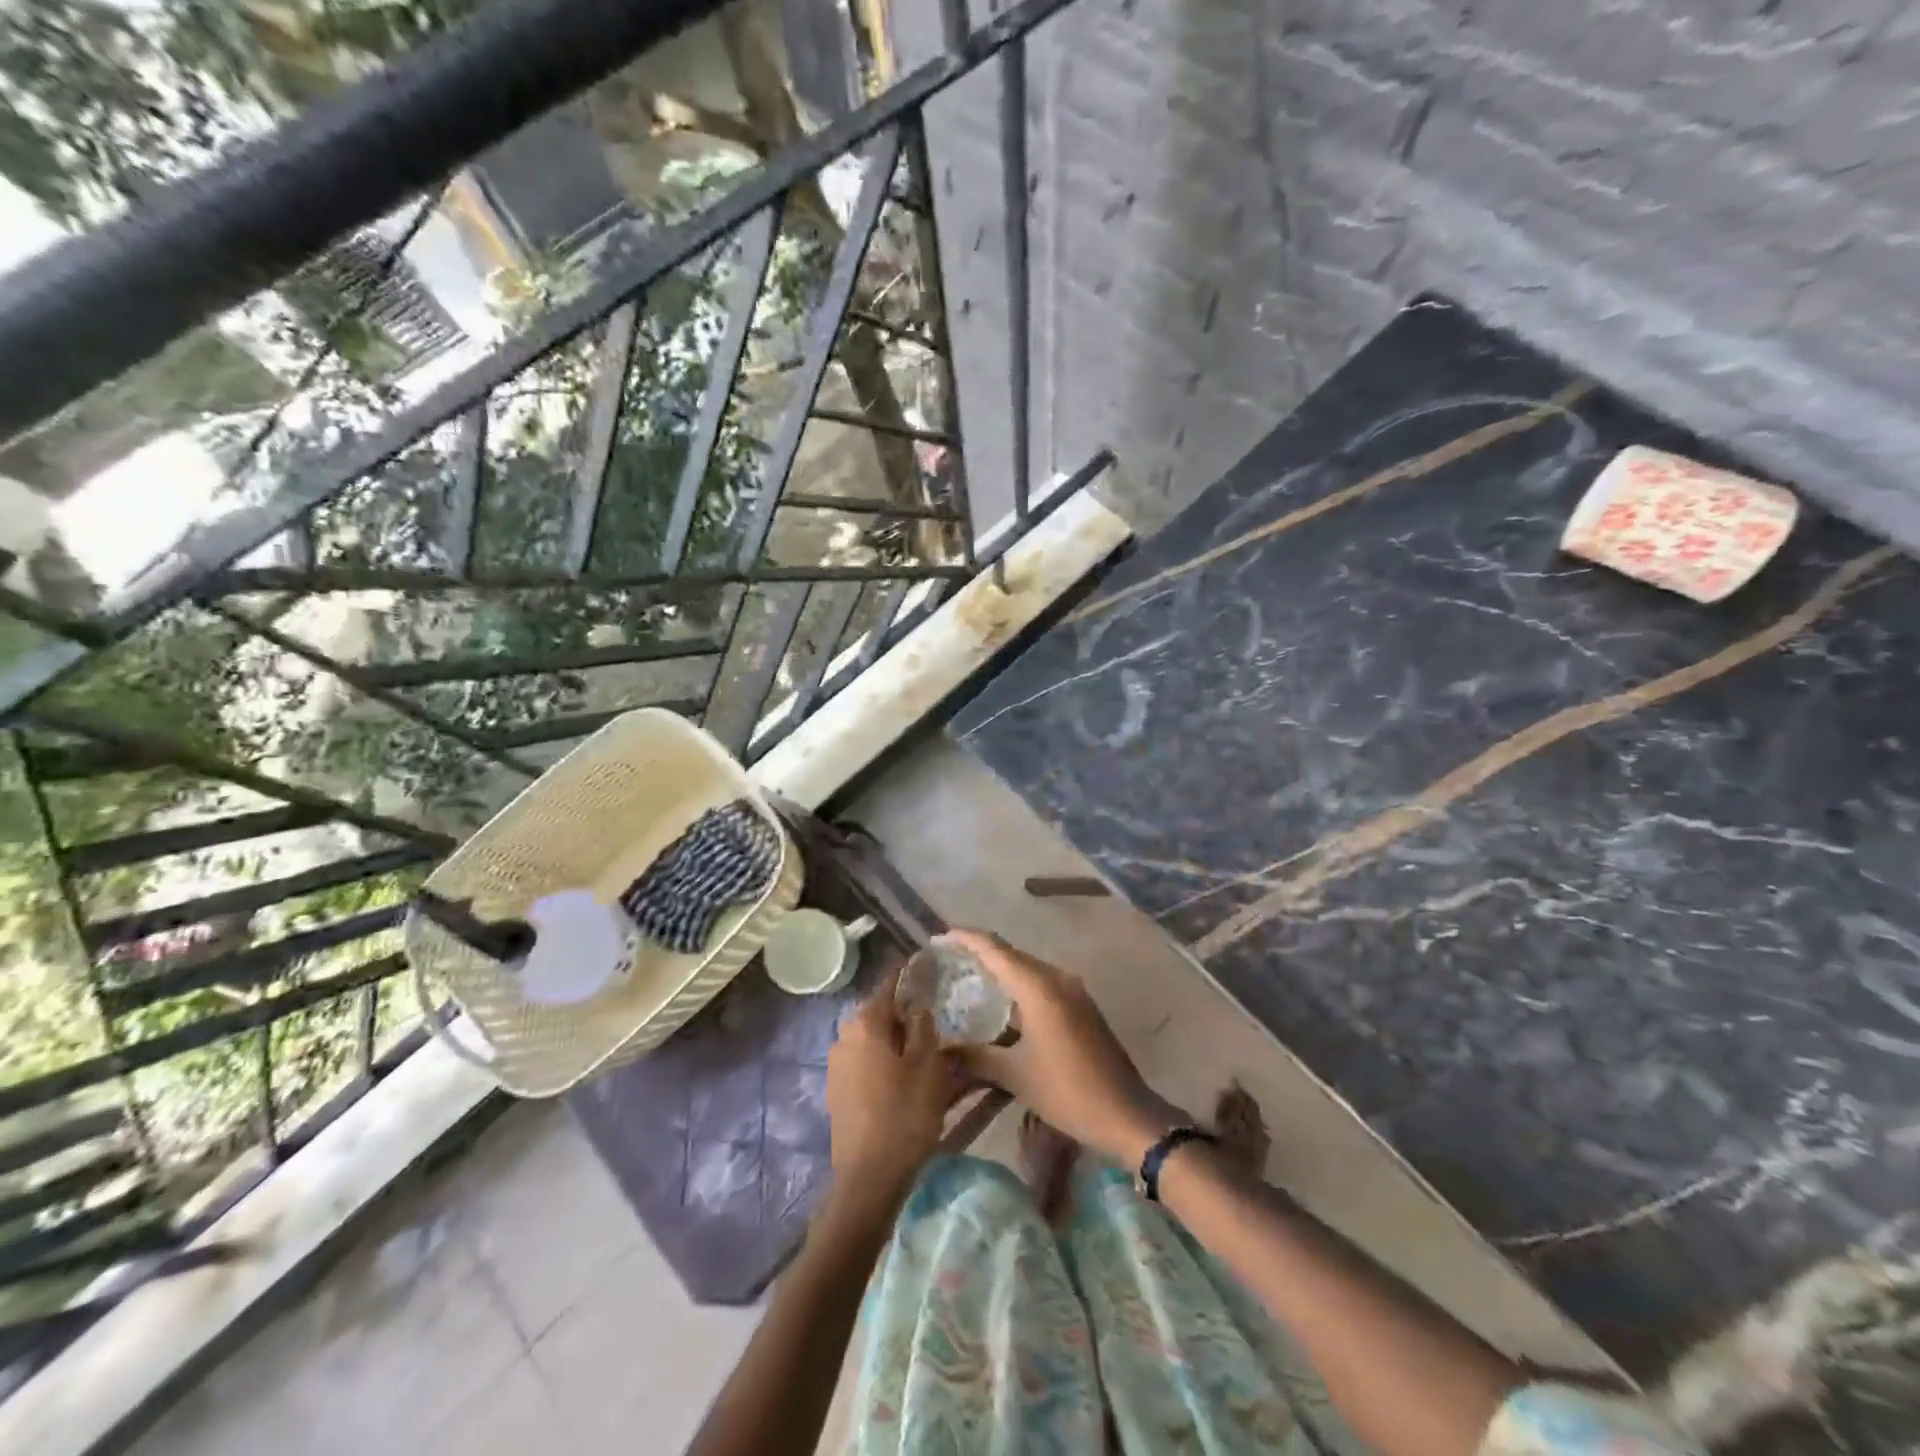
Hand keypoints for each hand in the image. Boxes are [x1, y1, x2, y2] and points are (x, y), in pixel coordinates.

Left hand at [825, 975, 955, 1192]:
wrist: (869, 1178)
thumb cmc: (904, 1114)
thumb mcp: (928, 1066)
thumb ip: (923, 1027)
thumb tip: (918, 1007)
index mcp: (866, 1022)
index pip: (890, 984)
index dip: (910, 974)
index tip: (927, 965)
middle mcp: (844, 1035)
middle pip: (880, 1012)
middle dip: (905, 1011)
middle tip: (934, 1015)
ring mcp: (836, 1063)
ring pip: (873, 1038)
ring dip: (895, 1038)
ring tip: (923, 1048)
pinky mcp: (836, 1089)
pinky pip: (865, 1061)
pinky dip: (883, 1060)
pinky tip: (903, 1075)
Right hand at [946, 930, 1181, 1167]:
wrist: (1126, 1114)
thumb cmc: (1067, 1090)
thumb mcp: (1015, 1075)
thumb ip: (975, 1057)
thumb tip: (940, 1050)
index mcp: (1038, 986)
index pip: (994, 948)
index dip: (966, 938)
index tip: (939, 938)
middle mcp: (1056, 978)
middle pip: (1011, 953)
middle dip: (980, 952)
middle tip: (948, 962)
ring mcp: (1073, 990)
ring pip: (1027, 968)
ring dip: (1000, 970)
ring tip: (968, 980)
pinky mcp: (1081, 1006)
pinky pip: (1041, 983)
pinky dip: (1017, 986)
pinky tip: (1001, 1006)